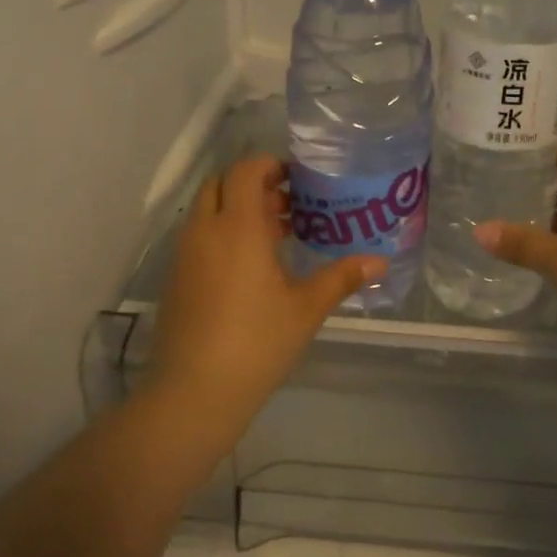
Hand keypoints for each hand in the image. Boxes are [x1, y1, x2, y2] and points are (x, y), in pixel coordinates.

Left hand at [148, 156, 384, 452]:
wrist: (195, 391)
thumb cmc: (257, 342)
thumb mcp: (306, 308)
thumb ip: (342, 278)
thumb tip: (380, 262)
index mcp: (237, 227)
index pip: (245, 170)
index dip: (269, 165)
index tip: (296, 179)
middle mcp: (205, 230)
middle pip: (222, 184)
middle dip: (253, 185)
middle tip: (289, 206)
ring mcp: (185, 254)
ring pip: (208, 211)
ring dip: (238, 210)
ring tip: (277, 235)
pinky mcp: (176, 278)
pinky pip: (199, 237)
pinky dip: (223, 233)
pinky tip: (252, 267)